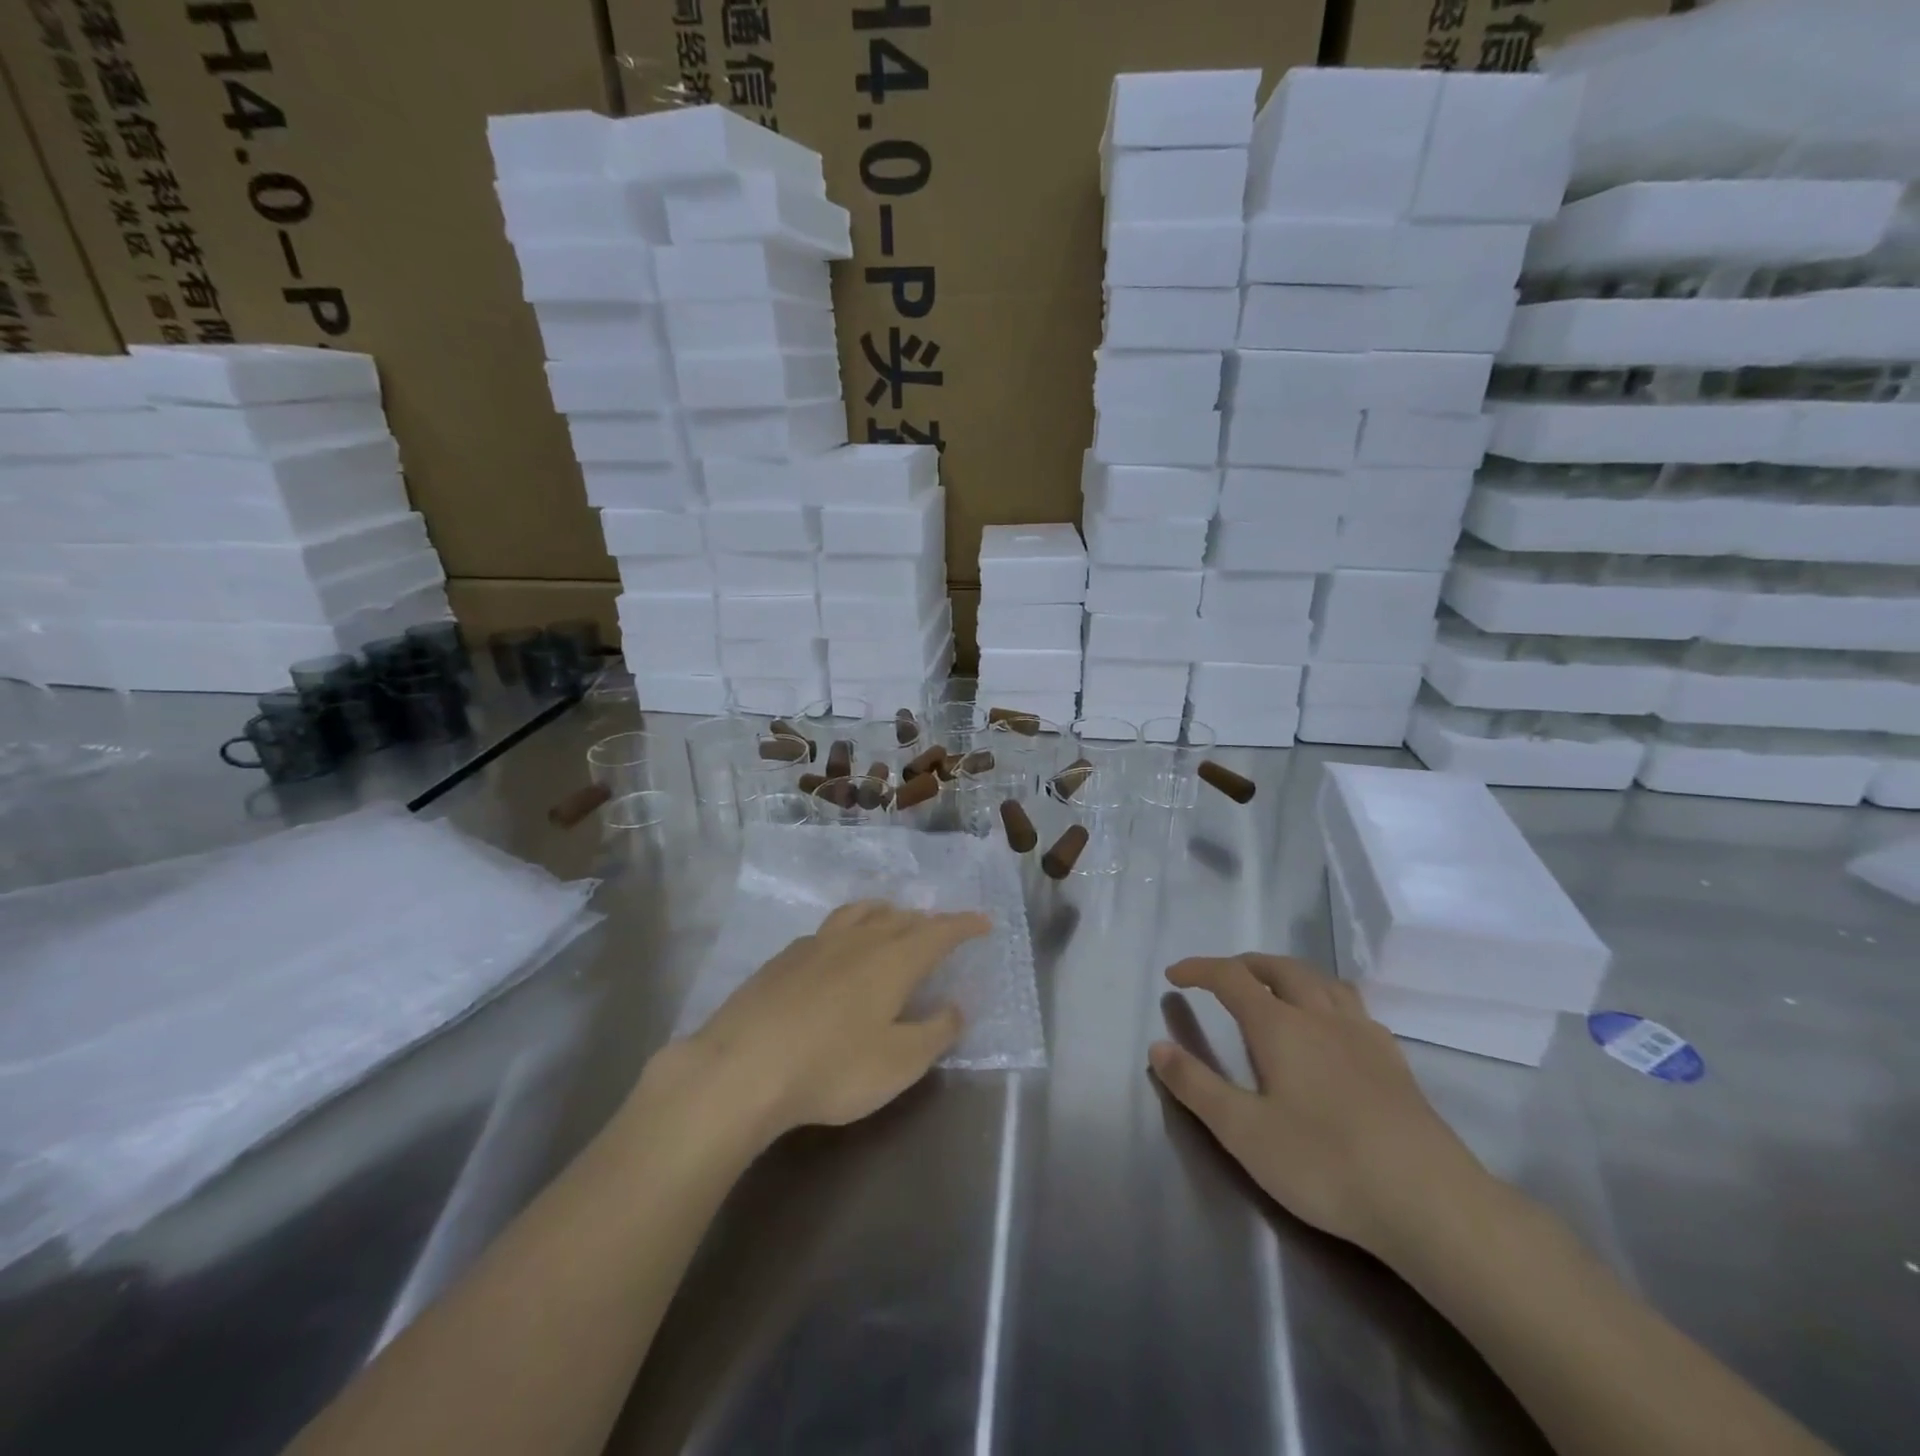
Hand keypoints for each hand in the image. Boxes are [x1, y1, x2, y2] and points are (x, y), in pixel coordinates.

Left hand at [653, 901, 988, 1148]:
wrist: (742, 1067)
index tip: (984, 922)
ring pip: (861, 913)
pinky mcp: (784, 957)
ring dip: (886, 913)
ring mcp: (817, 944)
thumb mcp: (899, 1063)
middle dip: (928, 921)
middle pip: (901, 918)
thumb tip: (956, 1007)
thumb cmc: (832, 1068)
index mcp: (894, 960)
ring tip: (893, 919)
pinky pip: (829, 929)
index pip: (940, 932)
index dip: (964, 925)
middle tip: (941, 930)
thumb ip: (935, 1032)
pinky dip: (849, 929)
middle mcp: (859, 940)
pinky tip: (838, 950)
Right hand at [1150, 954, 1490, 1260]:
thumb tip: (1157, 1046)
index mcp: (1280, 1026)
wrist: (1430, 1202)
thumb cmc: (1325, 1164)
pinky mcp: (1394, 1061)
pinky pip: (1354, 1006)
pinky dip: (1327, 998)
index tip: (1174, 975)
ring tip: (1274, 989)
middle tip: (1221, 978)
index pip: (1231, 978)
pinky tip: (1331, 1027)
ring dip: (1288, 973)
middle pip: (1279, 968)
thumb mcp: (1243, 1132)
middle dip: (1244, 964)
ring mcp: (1363, 1035)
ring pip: (1321, 980)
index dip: (1199, 969)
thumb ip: (1196, 1086)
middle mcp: (1320, 1016)